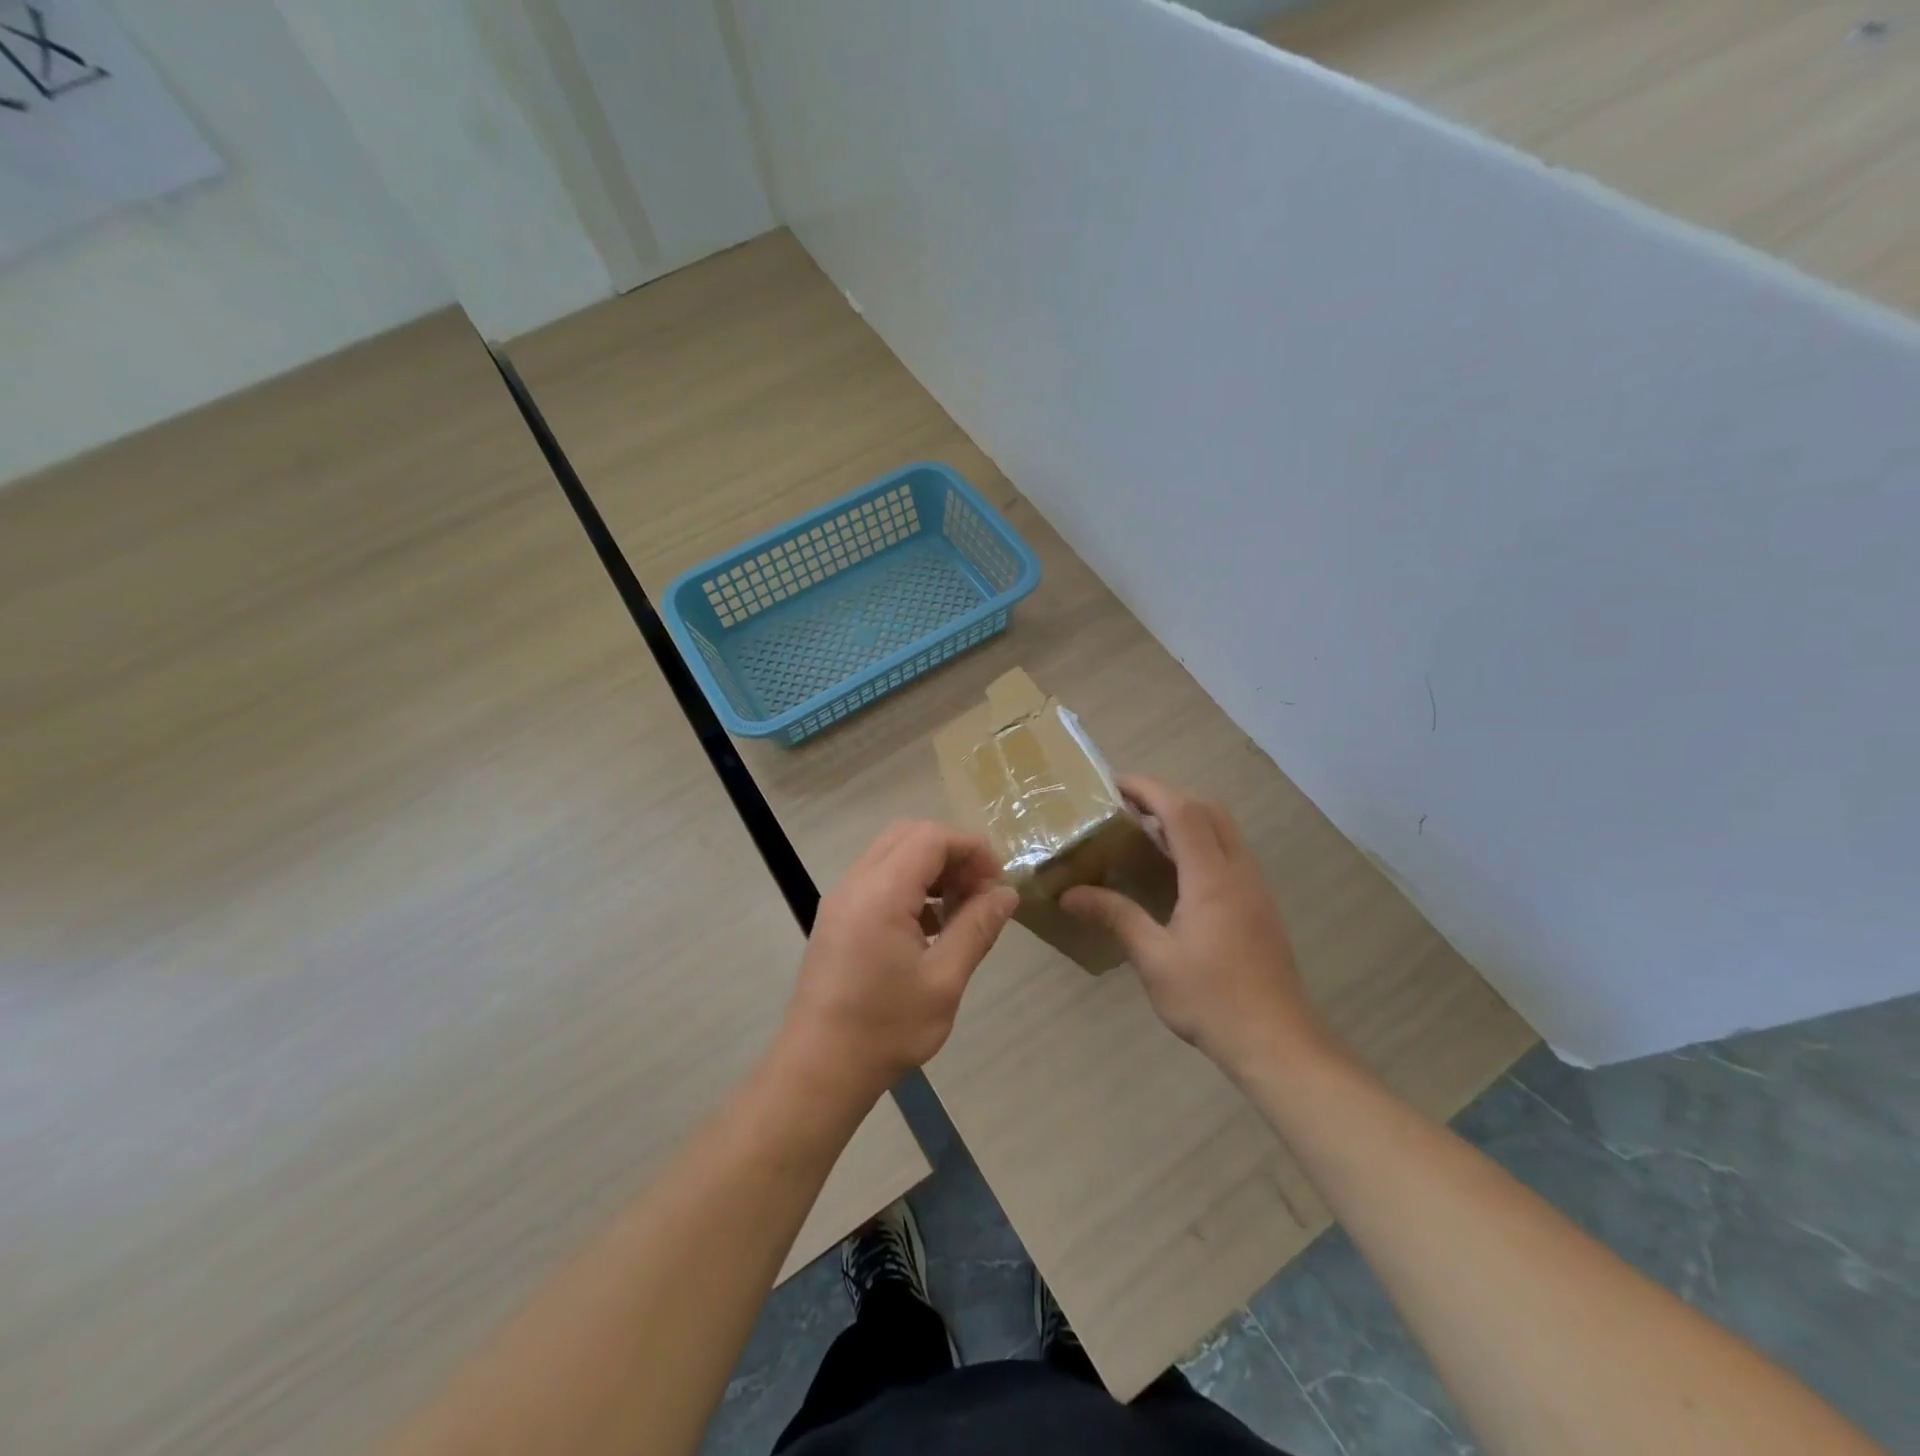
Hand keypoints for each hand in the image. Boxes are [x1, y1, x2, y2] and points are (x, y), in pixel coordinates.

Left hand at [783, 820, 1018, 1103]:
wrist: (818, 1069)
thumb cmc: (885, 1028)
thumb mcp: (944, 981)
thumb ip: (977, 928)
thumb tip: (1007, 893)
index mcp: (881, 892)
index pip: (932, 838)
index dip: (972, 848)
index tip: (997, 882)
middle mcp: (856, 883)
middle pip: (910, 835)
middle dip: (952, 853)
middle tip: (980, 891)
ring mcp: (841, 899)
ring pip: (892, 854)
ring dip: (931, 868)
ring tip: (960, 910)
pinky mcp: (836, 917)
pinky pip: (877, 878)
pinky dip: (909, 885)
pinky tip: (931, 927)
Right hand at [1061, 776, 1323, 1076]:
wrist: (1277, 1043)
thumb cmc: (1212, 1000)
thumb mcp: (1154, 959)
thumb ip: (1116, 917)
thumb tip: (1069, 894)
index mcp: (1212, 878)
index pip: (1182, 811)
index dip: (1148, 789)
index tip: (1114, 784)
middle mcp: (1238, 871)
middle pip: (1208, 810)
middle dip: (1167, 797)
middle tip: (1126, 808)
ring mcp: (1254, 887)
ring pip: (1223, 829)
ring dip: (1186, 818)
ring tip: (1144, 833)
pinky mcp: (1259, 905)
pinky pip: (1229, 852)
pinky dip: (1200, 841)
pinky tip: (1174, 871)